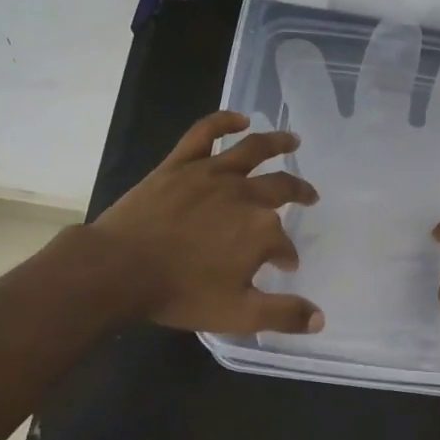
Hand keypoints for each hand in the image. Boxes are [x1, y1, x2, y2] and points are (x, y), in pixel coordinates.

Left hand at [93, 111, 324, 334]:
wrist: (120, 269)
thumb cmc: (181, 293)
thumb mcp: (238, 315)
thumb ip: (282, 314)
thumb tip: (319, 319)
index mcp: (260, 230)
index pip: (283, 243)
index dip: (286, 255)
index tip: (283, 265)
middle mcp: (243, 195)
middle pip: (281, 188)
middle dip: (299, 193)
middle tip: (310, 197)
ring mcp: (210, 174)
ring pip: (252, 150)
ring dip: (278, 143)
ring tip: (293, 140)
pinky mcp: (180, 164)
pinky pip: (205, 133)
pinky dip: (225, 121)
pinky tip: (240, 119)